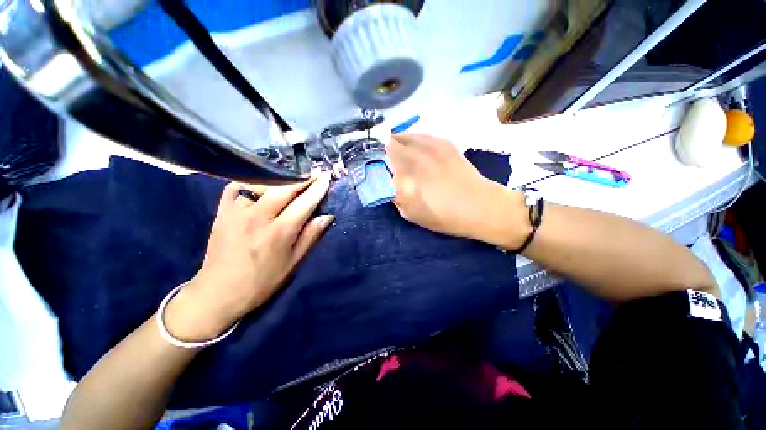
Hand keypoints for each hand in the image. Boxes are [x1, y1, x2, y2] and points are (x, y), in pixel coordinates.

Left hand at [164, 173, 333, 340]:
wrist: (219, 292)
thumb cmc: (262, 281)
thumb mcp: (293, 262)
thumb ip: (310, 236)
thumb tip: (327, 216)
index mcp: (279, 232)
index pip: (304, 203)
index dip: (317, 189)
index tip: (325, 177)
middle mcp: (259, 218)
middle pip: (284, 188)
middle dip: (302, 178)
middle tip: (313, 173)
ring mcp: (237, 212)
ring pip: (262, 184)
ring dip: (281, 178)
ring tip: (293, 176)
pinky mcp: (222, 212)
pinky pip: (237, 186)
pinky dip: (252, 181)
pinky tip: (262, 182)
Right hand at [389, 134, 527, 247]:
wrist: (479, 206)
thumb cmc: (443, 216)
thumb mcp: (410, 214)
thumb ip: (395, 195)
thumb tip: (391, 182)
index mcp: (404, 175)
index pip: (379, 160)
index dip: (377, 162)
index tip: (381, 169)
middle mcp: (414, 156)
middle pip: (390, 142)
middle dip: (387, 151)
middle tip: (392, 162)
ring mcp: (430, 146)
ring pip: (405, 135)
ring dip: (400, 143)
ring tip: (404, 155)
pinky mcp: (444, 143)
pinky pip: (422, 136)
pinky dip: (416, 141)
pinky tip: (421, 152)